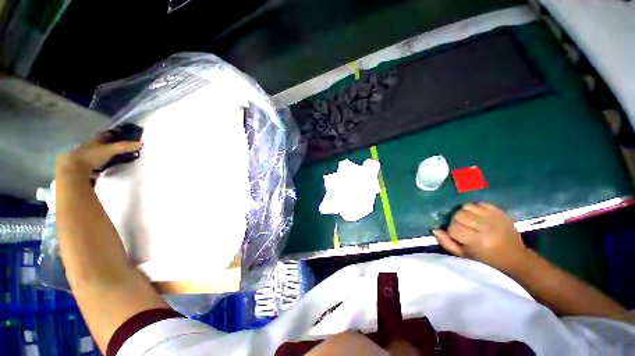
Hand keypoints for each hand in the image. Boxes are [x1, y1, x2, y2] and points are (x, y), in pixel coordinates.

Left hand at [56, 133, 141, 176]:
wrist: (72, 170)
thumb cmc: (90, 156)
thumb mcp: (110, 150)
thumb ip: (124, 147)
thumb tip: (141, 143)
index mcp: (93, 141)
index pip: (103, 136)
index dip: (110, 135)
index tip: (118, 135)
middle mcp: (87, 147)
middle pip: (98, 145)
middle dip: (105, 146)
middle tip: (115, 149)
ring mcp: (82, 158)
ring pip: (93, 156)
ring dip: (100, 157)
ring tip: (108, 161)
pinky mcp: (80, 169)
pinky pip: (90, 166)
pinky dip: (95, 168)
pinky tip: (100, 171)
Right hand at [432, 202, 528, 272]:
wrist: (515, 258)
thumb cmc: (487, 260)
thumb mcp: (464, 256)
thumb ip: (447, 243)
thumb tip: (435, 229)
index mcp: (478, 241)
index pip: (453, 228)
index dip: (451, 232)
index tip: (457, 237)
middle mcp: (486, 227)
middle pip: (459, 215)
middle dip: (456, 221)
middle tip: (463, 228)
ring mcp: (494, 217)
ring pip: (467, 206)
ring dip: (464, 213)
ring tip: (469, 221)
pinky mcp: (500, 211)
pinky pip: (479, 203)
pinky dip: (475, 208)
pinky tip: (477, 216)